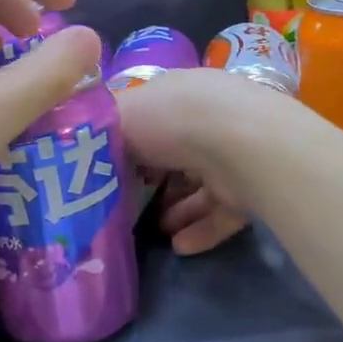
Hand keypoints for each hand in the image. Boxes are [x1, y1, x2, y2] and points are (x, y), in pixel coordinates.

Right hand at [117, 69, 275, 254]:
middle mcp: (207, 119)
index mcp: (178, 94)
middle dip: (153, 181)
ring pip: (200, 185)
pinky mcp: (251, 187)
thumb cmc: (172, 120)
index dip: (129, 143)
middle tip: (127, 206)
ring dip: (177, 210)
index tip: (107, 171)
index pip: (151, 118)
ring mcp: (233, 153)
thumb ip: (102, 133)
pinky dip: (202, 230)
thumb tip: (91, 148)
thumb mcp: (119, 116)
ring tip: (155, 232)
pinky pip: (222, 212)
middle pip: (176, 153)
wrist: (240, 143)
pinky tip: (180, 247)